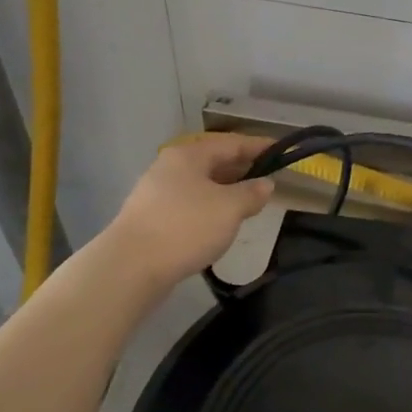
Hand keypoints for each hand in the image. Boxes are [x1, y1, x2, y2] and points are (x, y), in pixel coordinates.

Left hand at [105, 135, 275, 288]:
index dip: (258, 147)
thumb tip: (265, 184)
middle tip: (267, 178)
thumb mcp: (229, 208)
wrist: (130, 268)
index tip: (281, 151)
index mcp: (188, 155)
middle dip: (241, 169)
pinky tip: (218, 223)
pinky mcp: (150, 218)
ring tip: (247, 203)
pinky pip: (188, 204)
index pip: (231, 143)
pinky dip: (208, 208)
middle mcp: (170, 167)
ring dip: (225, 190)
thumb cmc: (185, 227)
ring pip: (200, 184)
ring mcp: (156, 193)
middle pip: (213, 162)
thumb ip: (251, 193)